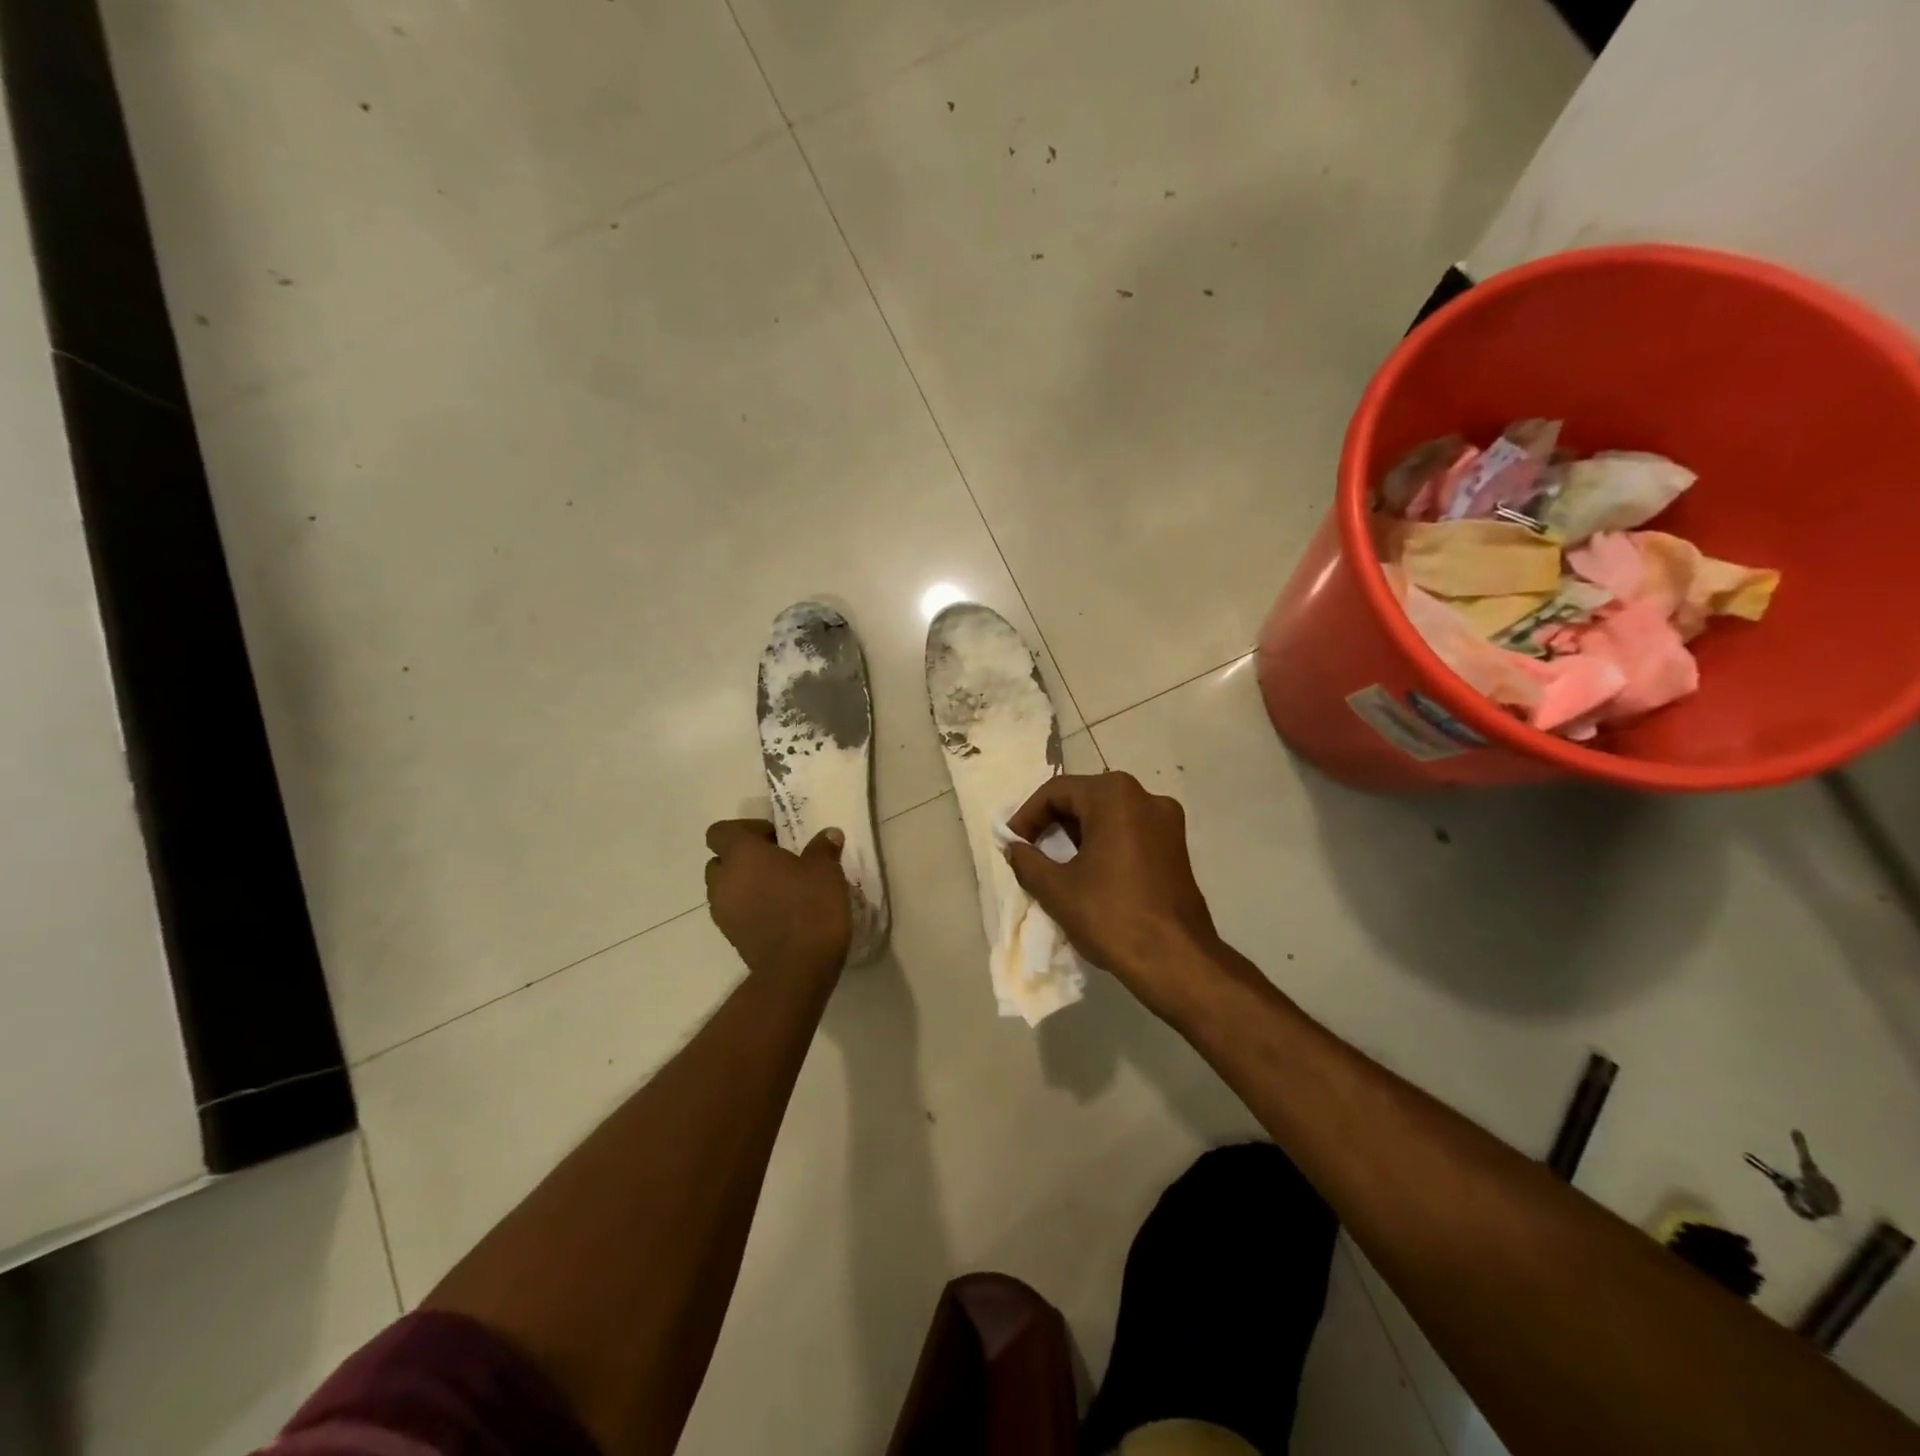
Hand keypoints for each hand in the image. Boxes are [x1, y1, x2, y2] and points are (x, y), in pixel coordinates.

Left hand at [704, 820, 850, 979]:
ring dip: (744, 885)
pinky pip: (734, 911)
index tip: (775, 838)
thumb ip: (823, 848)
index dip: (746, 830)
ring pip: (725, 888)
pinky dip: (749, 908)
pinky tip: (779, 913)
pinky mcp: (730, 937)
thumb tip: (828, 835)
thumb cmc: (810, 905)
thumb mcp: (826, 869)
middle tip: (776, 863)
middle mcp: (723, 880)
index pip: (721, 831)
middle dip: (743, 859)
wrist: (798, 967)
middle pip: (720, 860)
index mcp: (741, 854)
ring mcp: (722, 911)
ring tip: (779, 890)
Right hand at [1003, 772, 1221, 1014]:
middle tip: (1030, 853)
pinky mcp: (1176, 847)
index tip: (1011, 843)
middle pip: (1084, 799)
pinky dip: (1103, 845)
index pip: (1056, 792)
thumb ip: (1027, 861)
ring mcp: (1166, 822)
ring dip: (1077, 836)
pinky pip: (1129, 833)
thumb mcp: (1056, 889)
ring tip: (1055, 867)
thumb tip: (1015, 848)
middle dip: (1052, 824)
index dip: (1027, 816)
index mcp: (1114, 796)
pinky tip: (1089, 875)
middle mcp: (1145, 797)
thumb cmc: (1111, 916)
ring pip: (1108, 816)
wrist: (1177, 961)